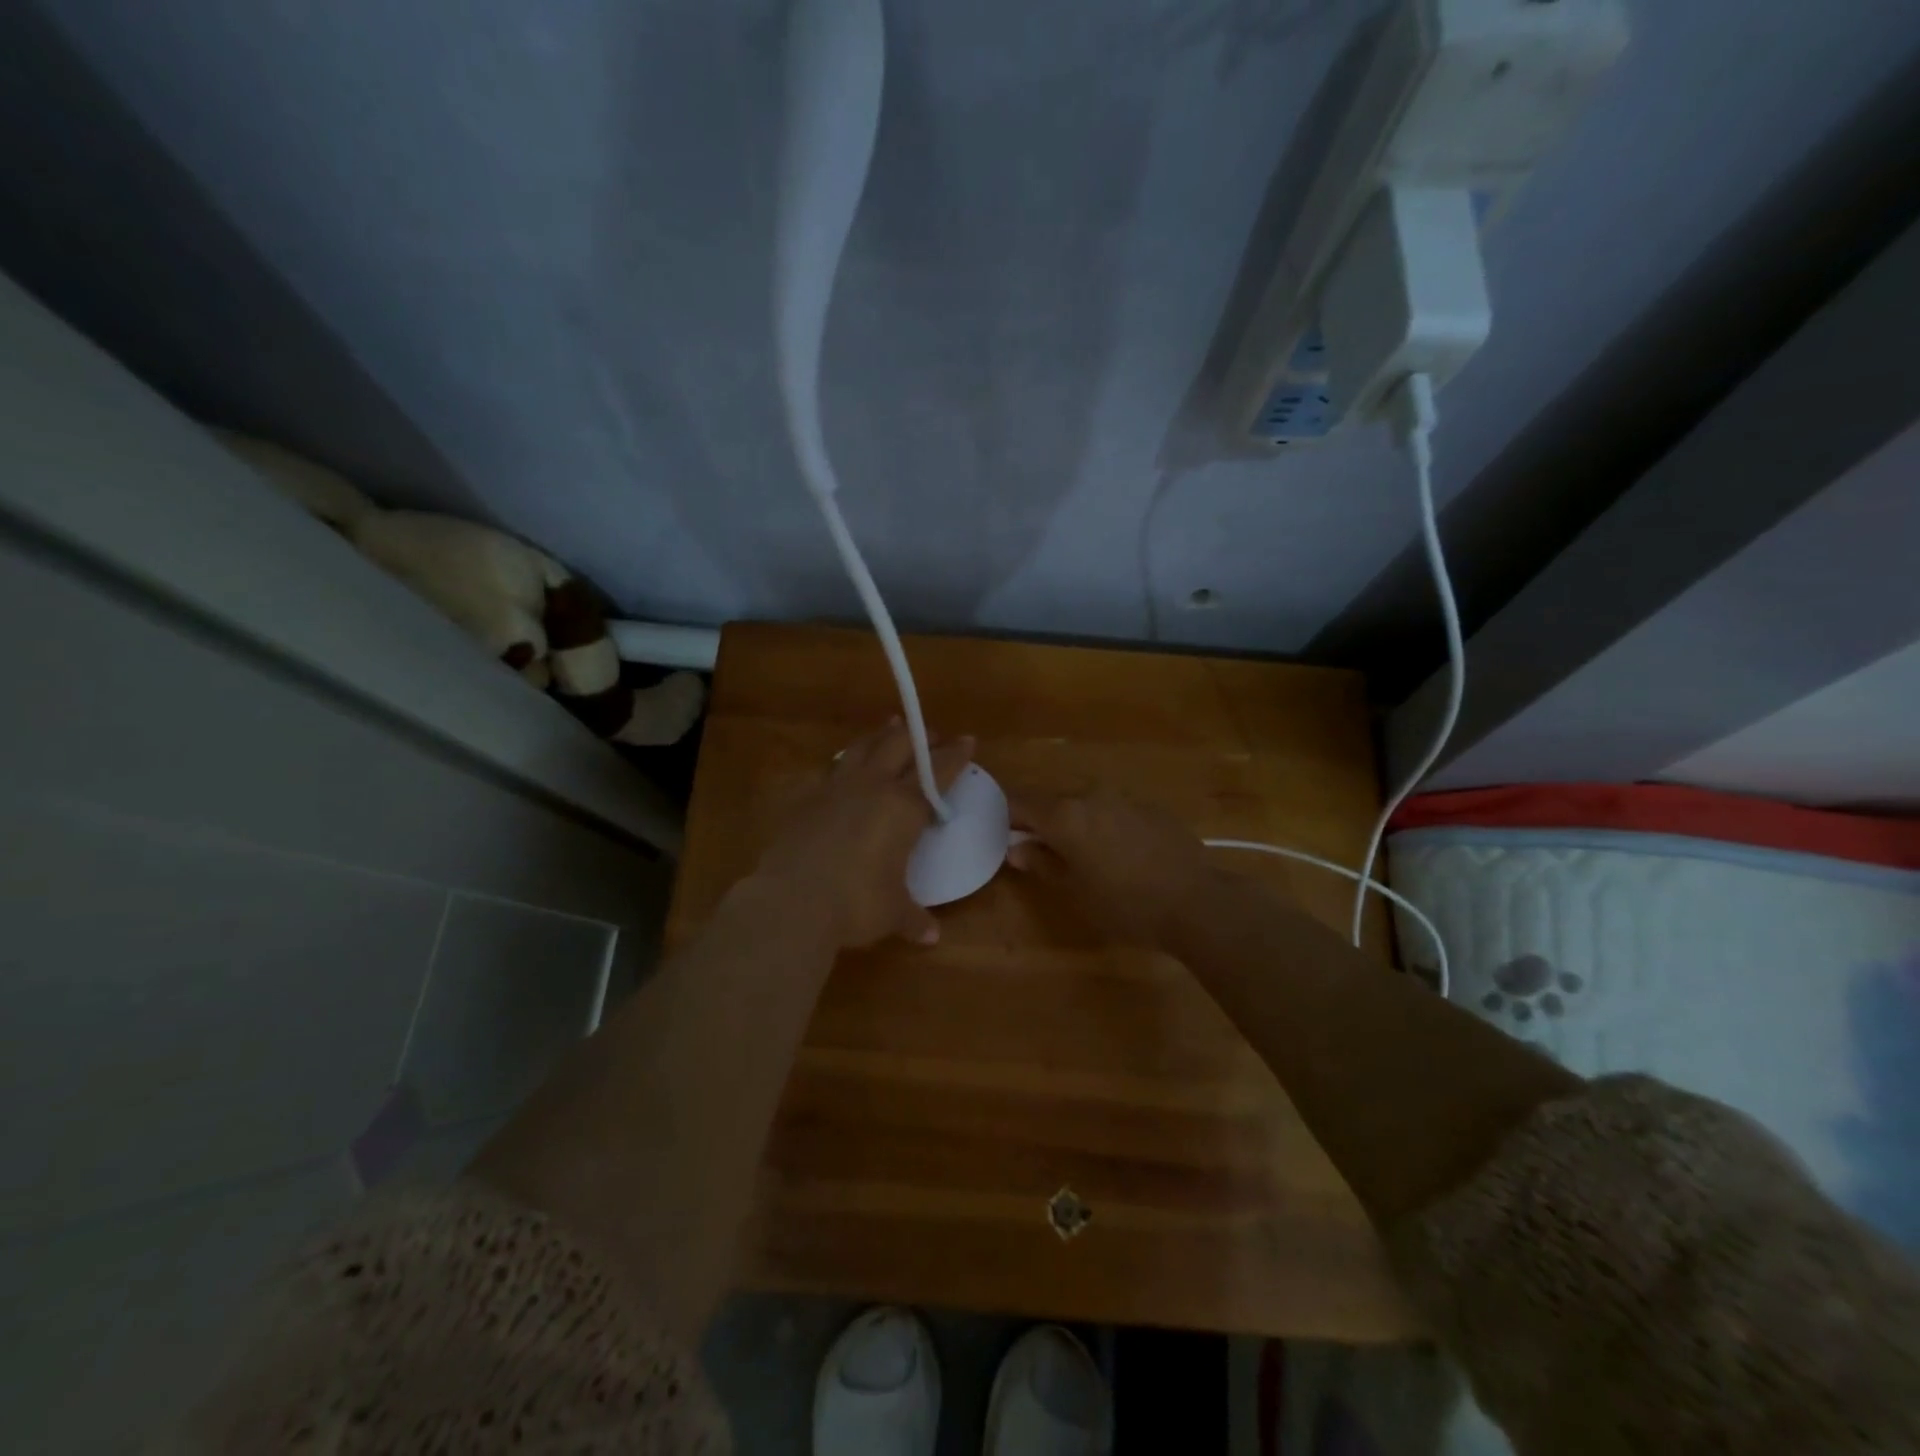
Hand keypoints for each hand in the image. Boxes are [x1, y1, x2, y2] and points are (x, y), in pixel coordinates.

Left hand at [754, 721, 973, 949]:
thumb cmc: (856, 904)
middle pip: (899, 746)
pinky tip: (842, 766)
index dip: (955, 755)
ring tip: (889, 727)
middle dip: (919, 737)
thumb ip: (913, 917)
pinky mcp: (805, 800)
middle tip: (932, 734)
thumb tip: (930, 936)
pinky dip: (843, 763)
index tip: (968, 740)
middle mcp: (872, 788)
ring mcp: (835, 789)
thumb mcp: (892, 912)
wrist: (792, 901)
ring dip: (880, 736)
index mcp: (903, 808)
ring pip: (862, 748)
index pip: (937, 772)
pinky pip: (829, 770)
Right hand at [1008, 785, 1222, 947]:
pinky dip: (1106, 824)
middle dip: (1043, 820)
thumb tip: (1015, 849)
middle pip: (1053, 800)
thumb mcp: (1075, 891)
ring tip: (1085, 854)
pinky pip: (1115, 809)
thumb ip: (1042, 863)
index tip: (1007, 836)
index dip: (1008, 816)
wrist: (1196, 902)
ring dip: (1076, 821)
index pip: (1020, 802)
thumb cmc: (1125, 905)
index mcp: (1065, 815)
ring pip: (1086, 803)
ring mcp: (1124, 797)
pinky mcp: (1151, 807)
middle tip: (1043, 850)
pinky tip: (1121, 853)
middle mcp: (1091, 796)